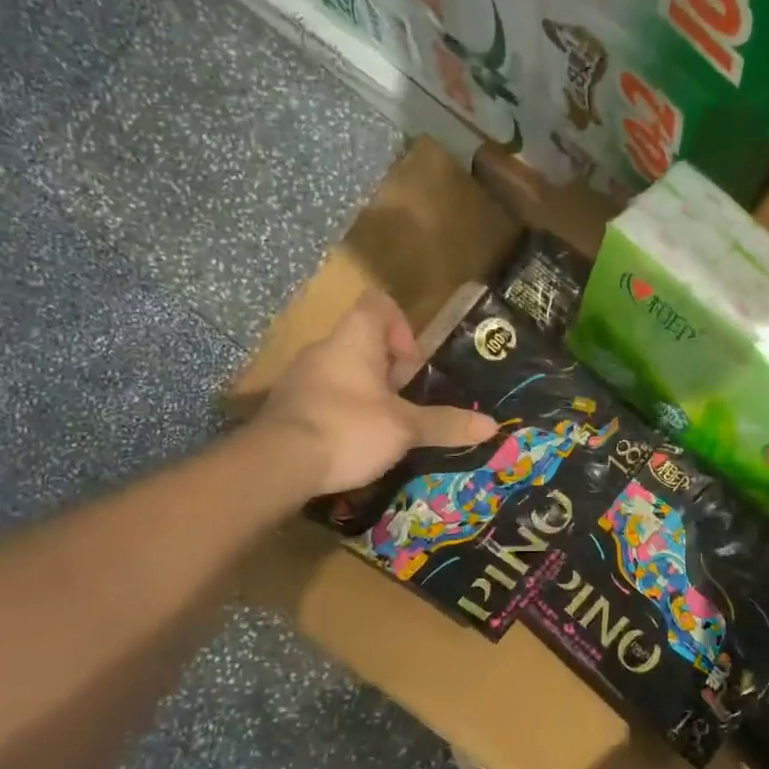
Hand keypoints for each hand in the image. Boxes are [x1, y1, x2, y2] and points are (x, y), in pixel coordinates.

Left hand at [257, 291, 498, 493]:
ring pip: (343, 371)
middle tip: (405, 403)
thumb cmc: (348, 429)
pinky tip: (352, 444)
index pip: (378, 303)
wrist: (277, 464)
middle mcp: (324, 348)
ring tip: (383, 427)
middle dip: (389, 371)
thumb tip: (492, 425)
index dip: (402, 326)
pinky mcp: (287, 405)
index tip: (412, 366)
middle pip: (363, 342)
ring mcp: (300, 377)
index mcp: (354, 338)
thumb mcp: (404, 429)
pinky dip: (342, 412)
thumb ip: (445, 424)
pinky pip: (323, 396)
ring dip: (366, 393)